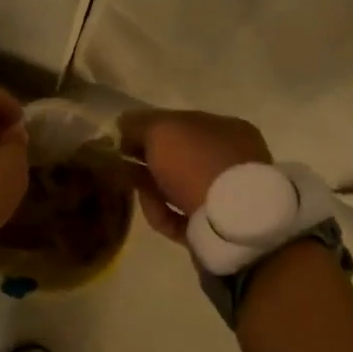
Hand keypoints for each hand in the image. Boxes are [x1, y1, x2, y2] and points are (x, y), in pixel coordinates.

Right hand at [117, 108, 271, 242]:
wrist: (230, 223)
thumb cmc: (197, 163)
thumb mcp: (161, 130)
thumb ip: (139, 124)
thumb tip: (123, 123)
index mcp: (226, 129)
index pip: (181, 122)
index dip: (149, 128)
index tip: (122, 138)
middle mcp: (231, 159)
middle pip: (179, 157)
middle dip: (149, 160)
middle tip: (121, 164)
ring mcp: (227, 195)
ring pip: (179, 187)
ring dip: (152, 188)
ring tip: (131, 189)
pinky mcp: (218, 229)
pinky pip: (182, 217)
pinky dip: (163, 213)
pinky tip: (151, 211)